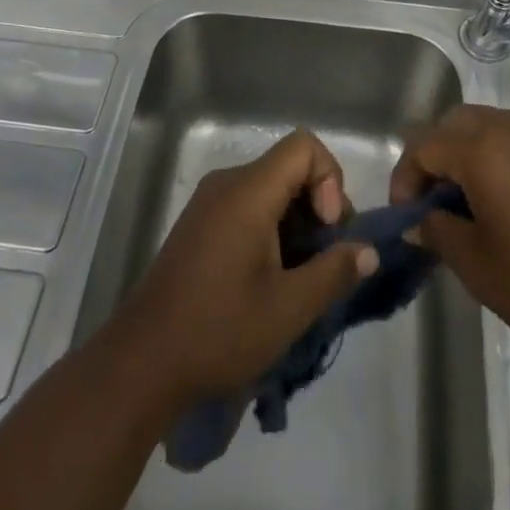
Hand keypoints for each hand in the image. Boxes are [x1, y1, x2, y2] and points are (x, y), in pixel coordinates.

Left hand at [114, 129, 376, 405]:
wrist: (141, 363)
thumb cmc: (218, 331)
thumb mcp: (288, 309)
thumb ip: (334, 272)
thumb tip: (368, 250)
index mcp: (248, 191)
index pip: (304, 146)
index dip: (329, 180)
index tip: (327, 229)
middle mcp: (228, 183)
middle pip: (289, 167)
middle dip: (319, 206)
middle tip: (324, 260)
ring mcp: (210, 202)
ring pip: (271, 189)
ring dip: (297, 223)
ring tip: (301, 277)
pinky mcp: (200, 224)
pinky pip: (249, 206)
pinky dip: (273, 230)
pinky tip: (272, 279)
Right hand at [390, 106, 509, 368]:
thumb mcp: (477, 266)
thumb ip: (437, 231)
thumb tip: (419, 220)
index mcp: (482, 148)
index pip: (424, 146)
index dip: (406, 179)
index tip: (408, 218)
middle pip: (455, 124)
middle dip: (436, 158)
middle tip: (435, 205)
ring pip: (489, 126)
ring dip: (469, 154)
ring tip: (472, 204)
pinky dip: (502, 156)